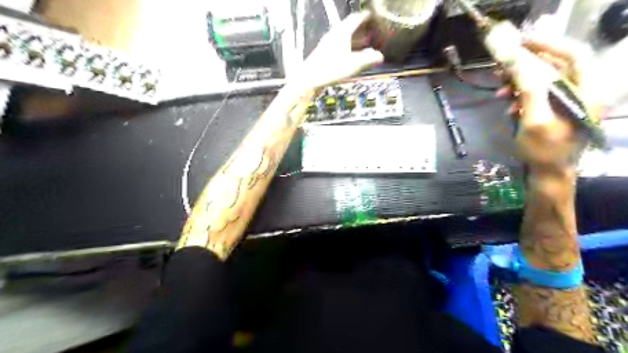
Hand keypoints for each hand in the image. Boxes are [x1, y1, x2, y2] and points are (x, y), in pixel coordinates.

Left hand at [294, 12, 381, 91]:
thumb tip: (380, 56)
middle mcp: (334, 35)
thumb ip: (368, 59)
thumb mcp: (353, 65)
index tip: (373, 16)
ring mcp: (327, 44)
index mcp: (342, 32)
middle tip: (372, 32)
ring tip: (365, 44)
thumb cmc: (331, 69)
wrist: (308, 79)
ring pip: (344, 37)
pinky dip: (348, 47)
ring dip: (355, 40)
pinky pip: (339, 46)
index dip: (365, 16)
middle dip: (362, 29)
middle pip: (349, 27)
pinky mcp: (323, 54)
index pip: (355, 19)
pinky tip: (351, 57)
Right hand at [496, 35, 596, 173]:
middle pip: (555, 64)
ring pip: (543, 78)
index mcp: (586, 90)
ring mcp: (567, 99)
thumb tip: (517, 60)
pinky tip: (506, 102)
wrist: (548, 172)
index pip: (574, 54)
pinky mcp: (554, 107)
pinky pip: (536, 92)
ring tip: (499, 87)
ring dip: (518, 80)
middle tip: (502, 66)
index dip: (549, 44)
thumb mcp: (534, 119)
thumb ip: (529, 88)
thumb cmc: (544, 150)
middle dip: (526, 64)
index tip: (521, 42)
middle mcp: (581, 90)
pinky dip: (519, 93)